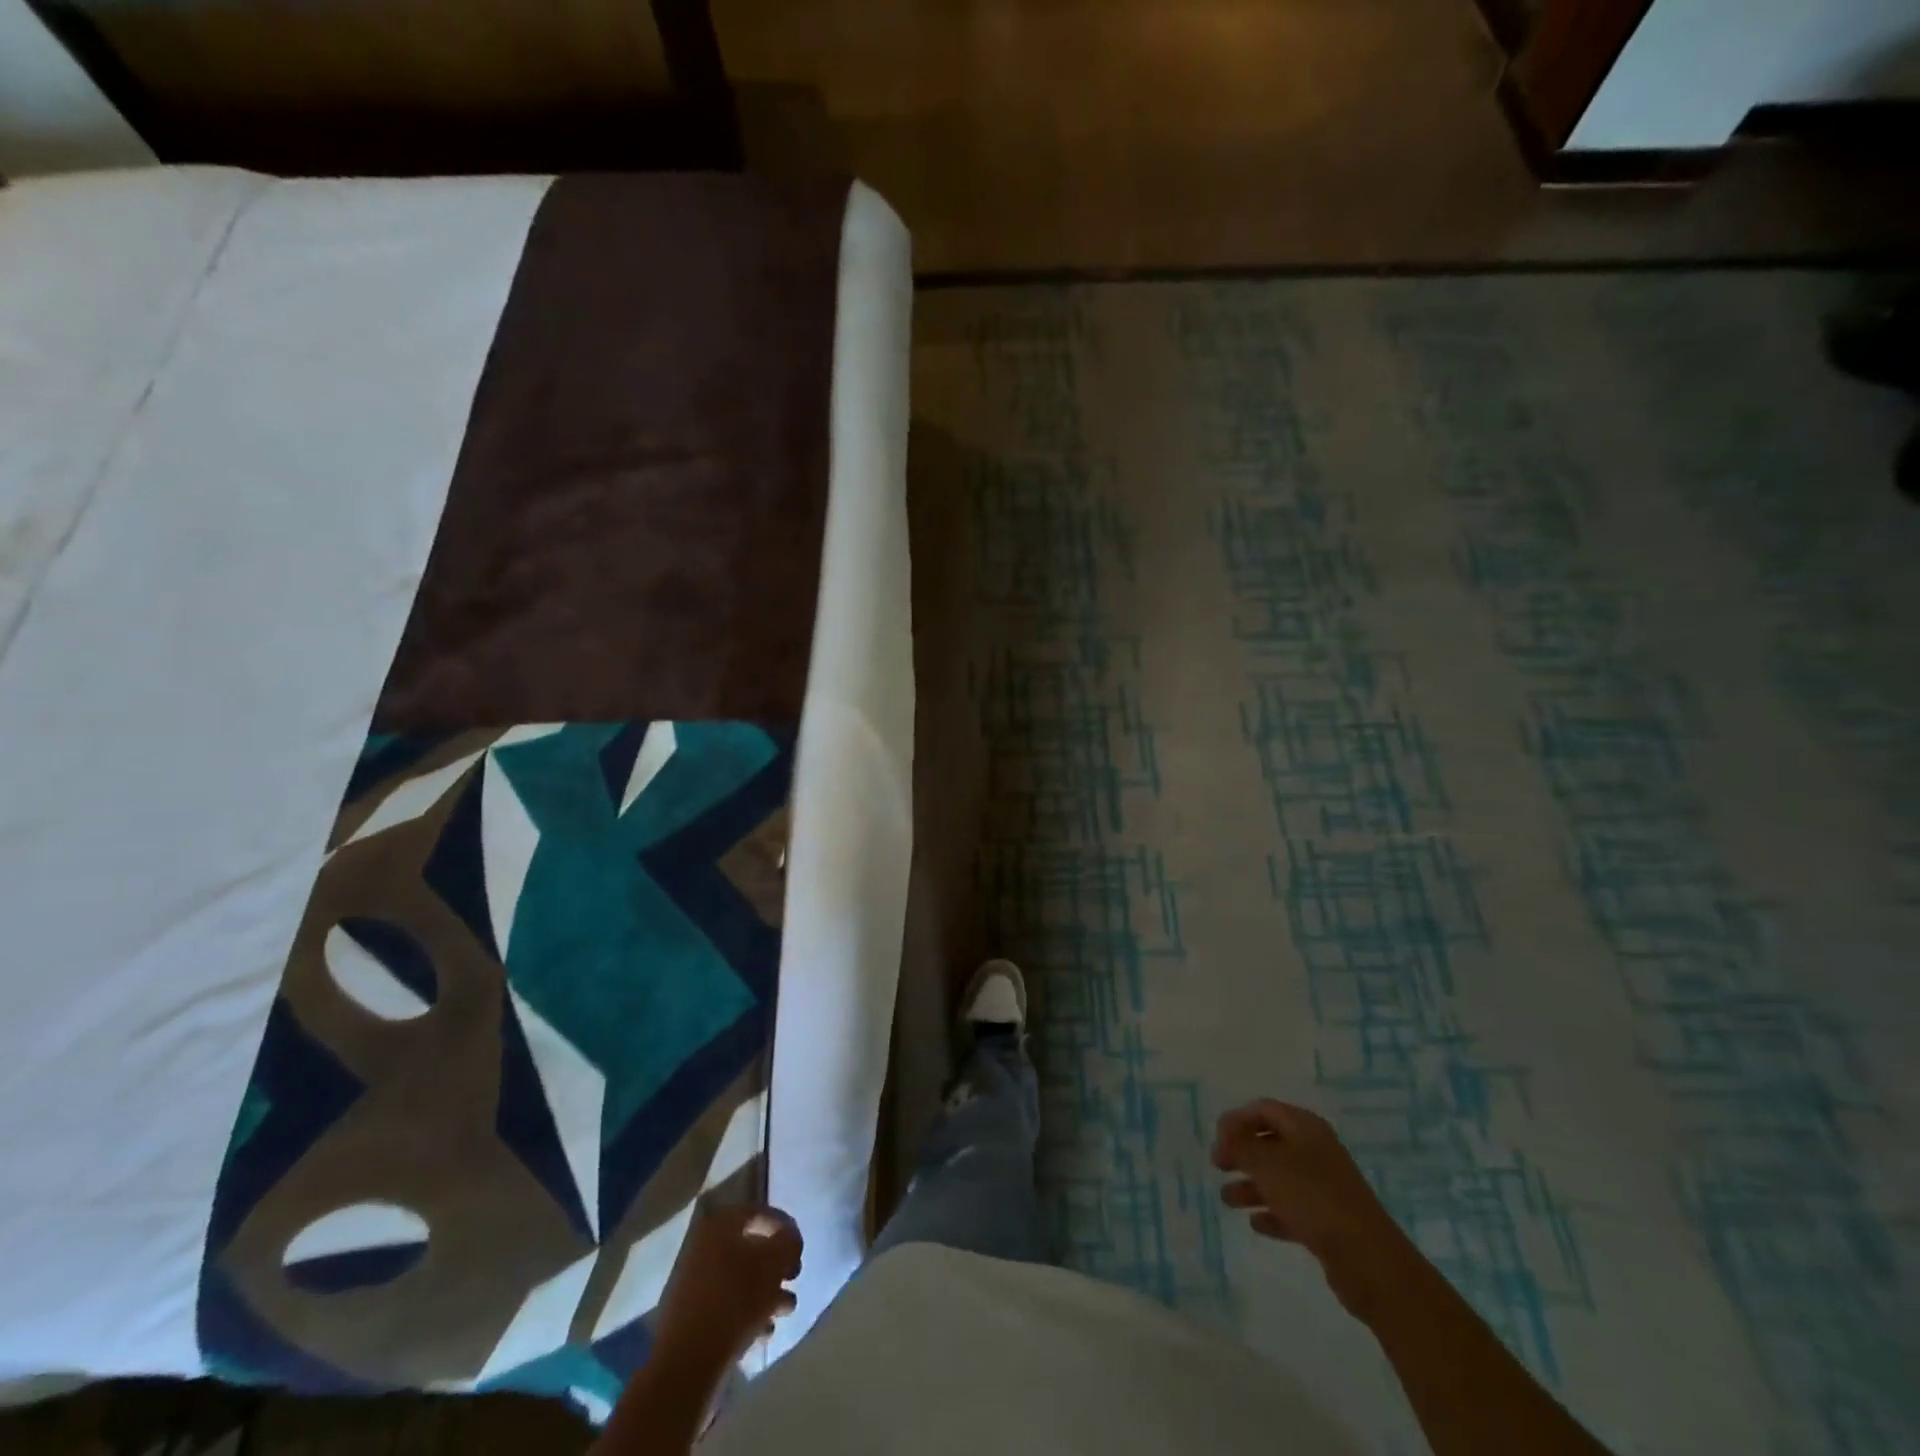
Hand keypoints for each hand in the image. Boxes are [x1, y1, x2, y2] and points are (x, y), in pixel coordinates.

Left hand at [654, 1201, 802, 1363]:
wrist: (687, 1362)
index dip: (785, 1227)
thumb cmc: (736, 1300)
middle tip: (793, 1280)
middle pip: (750, 1248)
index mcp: (720, 1225)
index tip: (800, 1249)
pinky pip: (727, 1305)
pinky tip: (763, 1333)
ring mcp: (694, 1283)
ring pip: (740, 1280)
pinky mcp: (691, 1316)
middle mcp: (703, 1246)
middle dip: (777, 1266)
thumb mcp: (774, 1263)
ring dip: (767, 1293)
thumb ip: (789, 1243)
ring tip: (784, 1311)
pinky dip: (748, 1314)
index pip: (759, 1212)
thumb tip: (790, 1240)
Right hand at [1213, 1099, 1413, 1316]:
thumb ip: (1241, 1145)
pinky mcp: (1329, 1221)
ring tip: (1227, 1200)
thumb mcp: (1267, 1163)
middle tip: (1218, 1166)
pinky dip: (1272, 1213)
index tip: (1217, 1139)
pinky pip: (1293, 1209)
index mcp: (1305, 1128)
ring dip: (1252, 1185)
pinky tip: (1255, 1223)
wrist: (1367, 1259)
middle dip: (1242, 1152)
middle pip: (1271, 1143)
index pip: (1264, 1110)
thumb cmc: (1312, 1198)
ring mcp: (1324, 1187)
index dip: (1237, 1120)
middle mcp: (1316, 1151)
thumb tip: (1227, 1136)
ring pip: (1279, 1178)